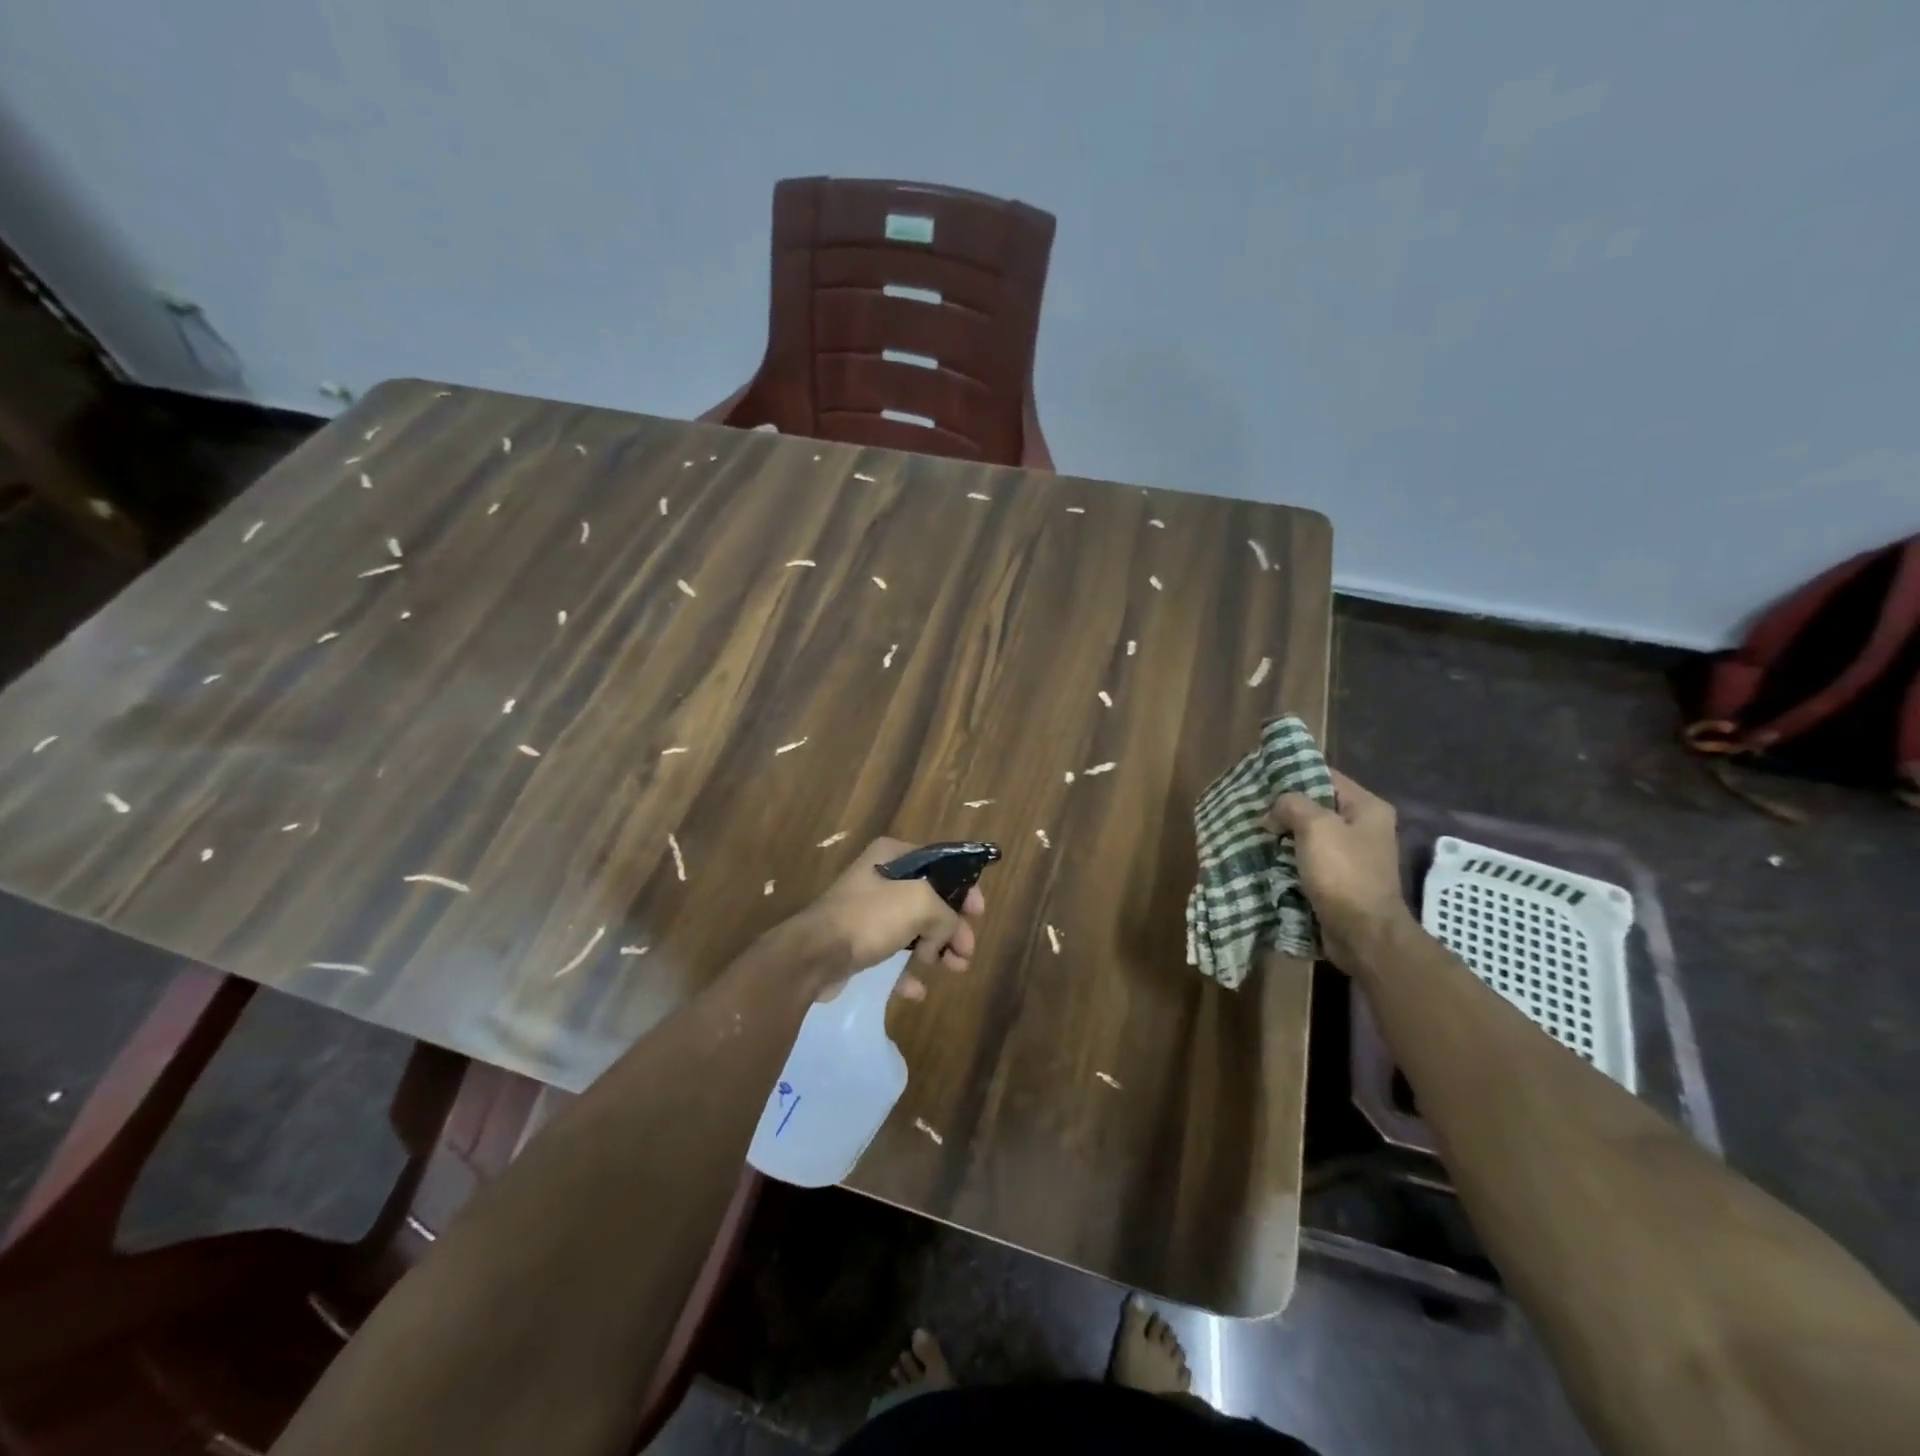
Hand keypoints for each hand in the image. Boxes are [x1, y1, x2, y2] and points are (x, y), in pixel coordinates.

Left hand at [784, 837, 984, 1000]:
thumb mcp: (920, 903)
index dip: (964, 887)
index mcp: (893, 856)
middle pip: (931, 900)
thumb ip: (947, 913)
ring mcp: (868, 911)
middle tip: (966, 952)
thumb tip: (949, 933)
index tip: (978, 913)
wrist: (814, 956)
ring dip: (937, 950)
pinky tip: (915, 989)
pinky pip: (892, 954)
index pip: (941, 864)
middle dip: (953, 927)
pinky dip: (907, 970)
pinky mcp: (858, 942)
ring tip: (953, 970)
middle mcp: (880, 878)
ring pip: (915, 928)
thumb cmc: (869, 918)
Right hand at [1266, 769, 1415, 969]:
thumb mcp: (1315, 827)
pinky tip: (1266, 859)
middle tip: (1254, 810)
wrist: (1363, 934)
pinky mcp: (1341, 881)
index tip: (1262, 781)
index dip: (1294, 775)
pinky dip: (1290, 860)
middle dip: (1285, 810)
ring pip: (1310, 836)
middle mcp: (1365, 828)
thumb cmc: (1343, 873)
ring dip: (1284, 837)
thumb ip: (1291, 805)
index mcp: (1368, 808)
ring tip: (1254, 834)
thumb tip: (1273, 813)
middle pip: (1317, 807)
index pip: (1326, 776)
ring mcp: (1354, 857)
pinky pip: (1310, 861)